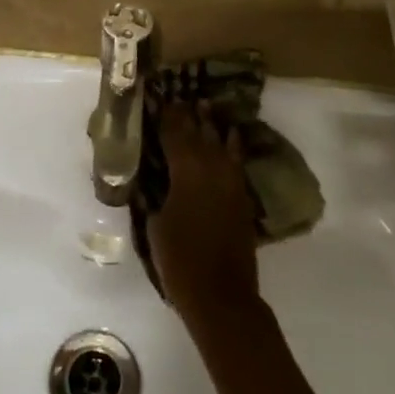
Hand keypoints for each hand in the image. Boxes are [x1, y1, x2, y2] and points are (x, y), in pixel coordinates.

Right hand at [148, 103, 261, 328]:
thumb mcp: (155, 225)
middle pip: (198, 133)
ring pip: (220, 142)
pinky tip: (231, 136)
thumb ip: (154, 197)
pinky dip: (233, 145)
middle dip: (188, 115)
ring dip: (211, 124)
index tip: (160, 99)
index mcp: (186, 172)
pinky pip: (236, 161)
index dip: (167, 116)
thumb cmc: (179, 261)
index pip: (174, 135)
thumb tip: (153, 183)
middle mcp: (211, 168)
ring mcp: (230, 182)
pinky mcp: (242, 197)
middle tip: (180, 97)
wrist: (221, 295)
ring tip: (205, 106)